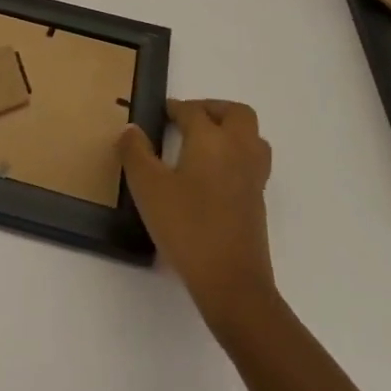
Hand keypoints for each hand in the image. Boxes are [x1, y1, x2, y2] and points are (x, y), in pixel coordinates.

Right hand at [120, 99, 276, 327]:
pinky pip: (252, 162)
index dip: (174, 108)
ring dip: (230, 131)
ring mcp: (253, 177)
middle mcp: (238, 150)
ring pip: (251, 137)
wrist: (231, 282)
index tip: (159, 113)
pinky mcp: (258, 201)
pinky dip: (235, 156)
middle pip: (236, 114)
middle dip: (212, 109)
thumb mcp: (148, 187)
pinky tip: (212, 176)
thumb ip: (136, 153)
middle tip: (187, 120)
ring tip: (203, 144)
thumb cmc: (186, 227)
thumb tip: (131, 130)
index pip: (193, 111)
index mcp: (212, 139)